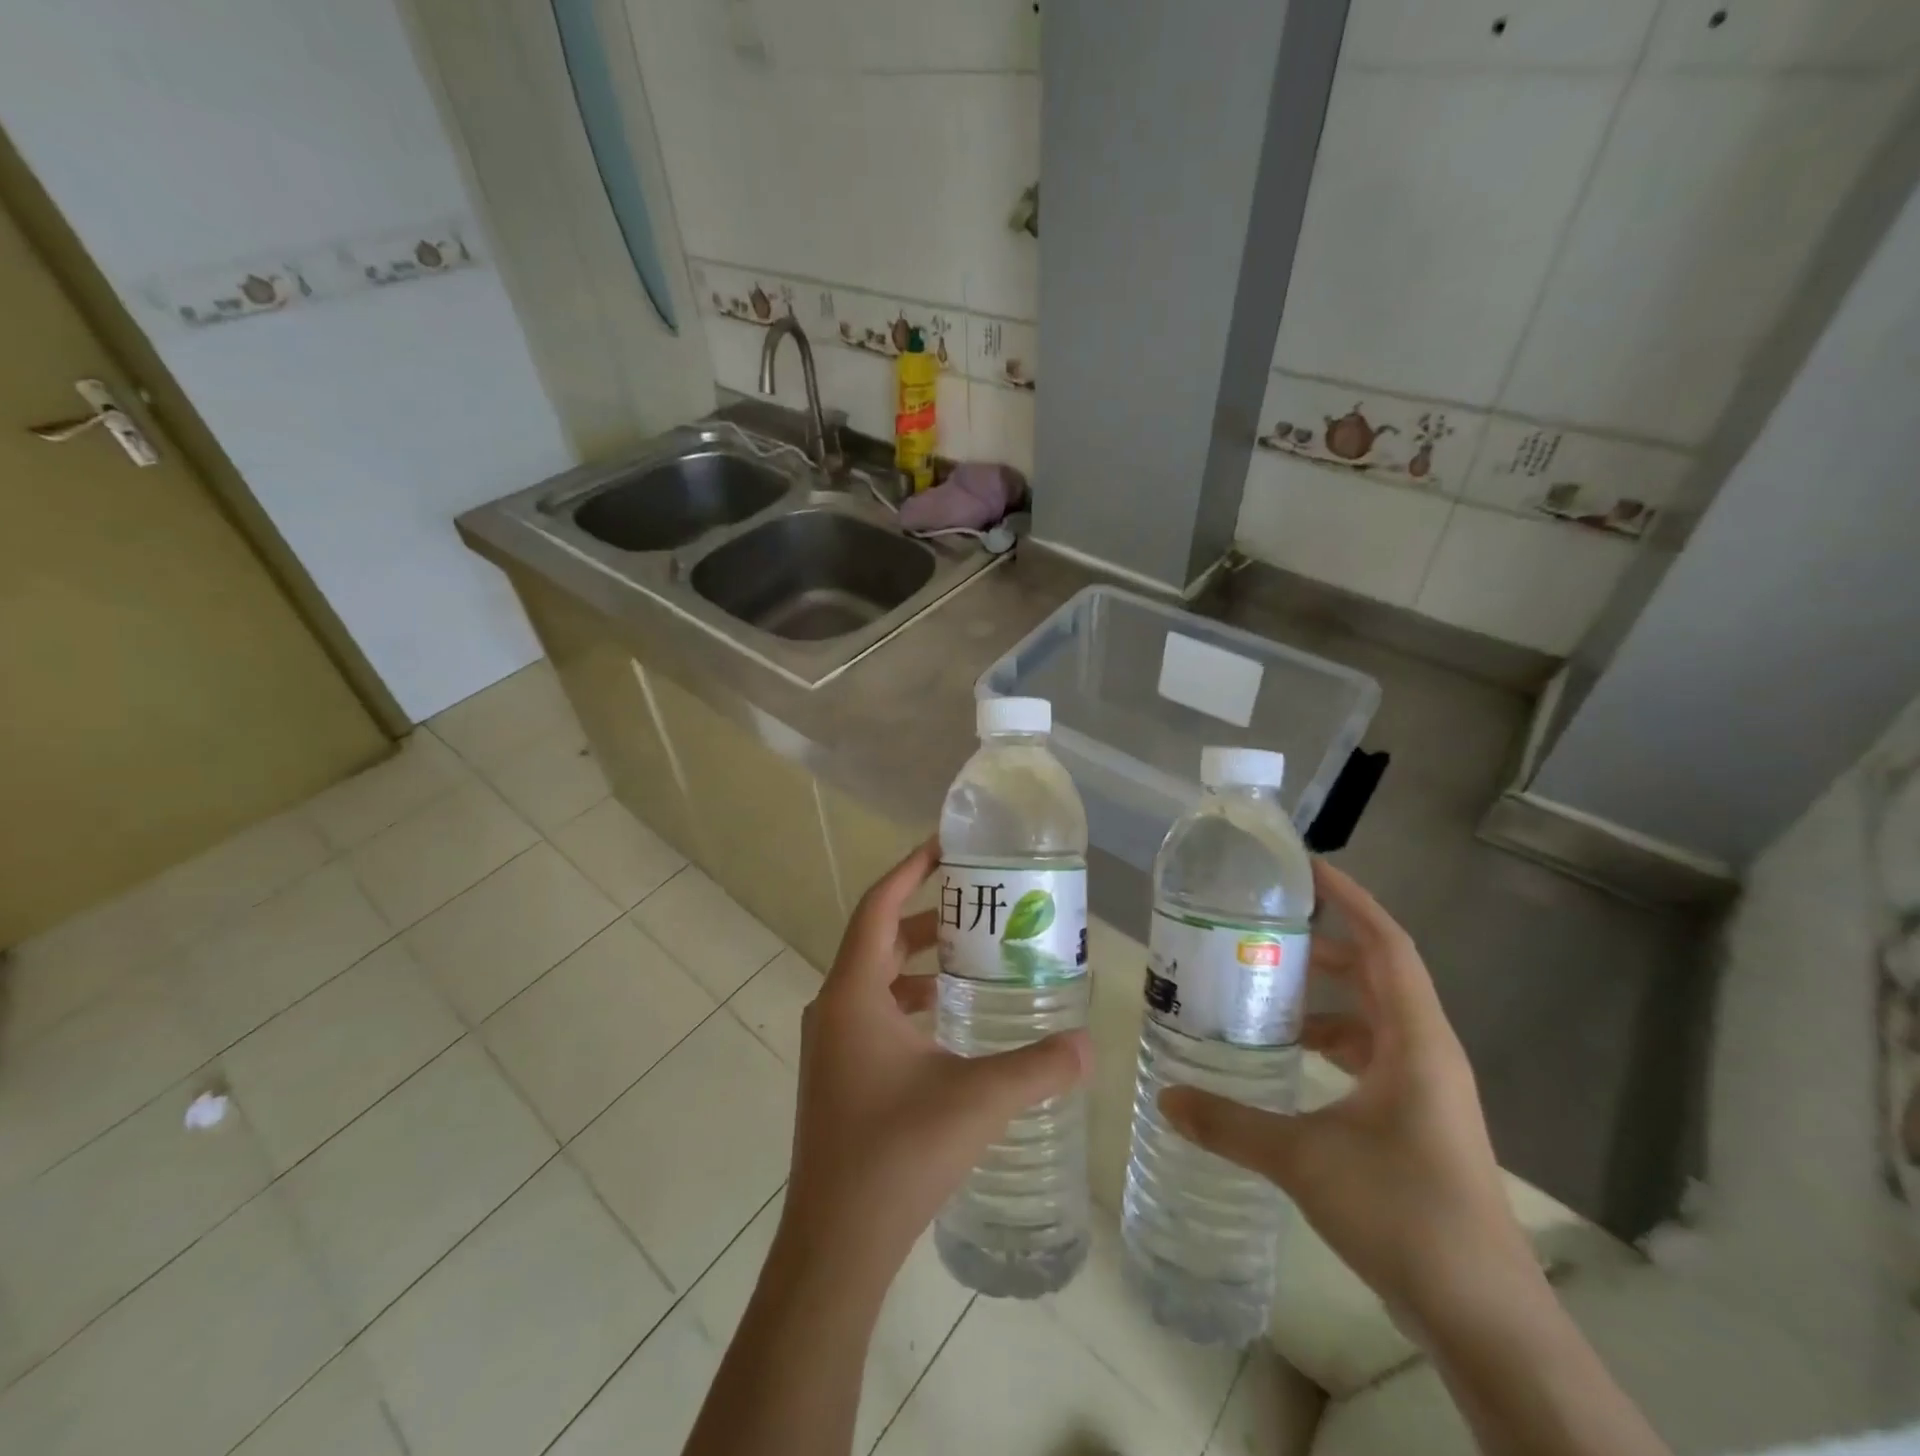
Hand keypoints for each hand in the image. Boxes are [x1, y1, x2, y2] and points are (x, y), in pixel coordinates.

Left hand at [777, 839, 1090, 1298]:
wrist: (836, 1245)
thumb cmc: (896, 1155)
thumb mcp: (975, 1100)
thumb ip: (1037, 1067)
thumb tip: (1089, 1044)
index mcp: (852, 994)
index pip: (878, 905)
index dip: (910, 868)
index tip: (946, 844)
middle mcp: (833, 1008)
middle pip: (879, 938)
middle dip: (926, 914)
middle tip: (979, 904)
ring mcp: (831, 1043)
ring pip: (877, 977)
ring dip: (919, 960)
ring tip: (973, 956)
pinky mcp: (838, 1073)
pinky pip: (875, 1012)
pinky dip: (911, 999)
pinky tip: (951, 1021)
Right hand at [1159, 858, 1533, 1325]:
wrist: (1484, 1318)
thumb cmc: (1404, 1213)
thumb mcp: (1304, 1159)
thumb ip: (1230, 1124)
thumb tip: (1166, 1097)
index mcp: (1415, 1040)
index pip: (1387, 945)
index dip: (1350, 900)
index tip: (1306, 869)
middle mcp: (1426, 1053)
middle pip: (1378, 974)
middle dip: (1326, 946)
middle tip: (1265, 928)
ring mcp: (1425, 1090)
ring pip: (1373, 1018)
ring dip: (1325, 999)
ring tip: (1264, 990)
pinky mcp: (1417, 1121)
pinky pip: (1370, 1056)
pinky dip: (1331, 1043)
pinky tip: (1288, 1059)